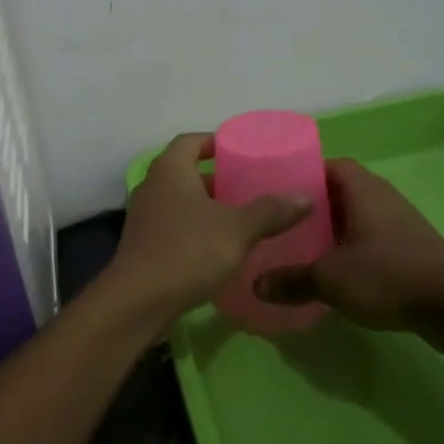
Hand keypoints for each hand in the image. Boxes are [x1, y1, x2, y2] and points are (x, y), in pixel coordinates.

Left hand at [103, 133, 313, 323]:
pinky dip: (196, 231)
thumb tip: (305, 198)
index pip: (191, 141)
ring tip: (241, 218)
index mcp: (170, 169)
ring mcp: (144, 218)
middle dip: (217, 179)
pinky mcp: (144, 246)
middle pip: (186, 172)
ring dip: (207, 207)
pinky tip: (220, 249)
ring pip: (180, 202)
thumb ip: (271, 211)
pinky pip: (174, 228)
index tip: (241, 151)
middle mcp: (152, 187)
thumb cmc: (188, 251)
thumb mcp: (238, 229)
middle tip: (249, 187)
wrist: (139, 302)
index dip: (215, 142)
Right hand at [255, 159, 443, 333]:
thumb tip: (256, 286)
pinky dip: (351, 251)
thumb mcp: (330, 279)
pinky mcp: (410, 249)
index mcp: (362, 189)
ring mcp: (399, 223)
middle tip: (281, 225)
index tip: (276, 192)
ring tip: (301, 249)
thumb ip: (291, 280)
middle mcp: (382, 198)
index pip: (328, 165)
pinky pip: (371, 240)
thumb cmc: (388, 276)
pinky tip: (334, 273)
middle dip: (312, 208)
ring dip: (332, 231)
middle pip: (340, 192)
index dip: (303, 174)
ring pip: (356, 218)